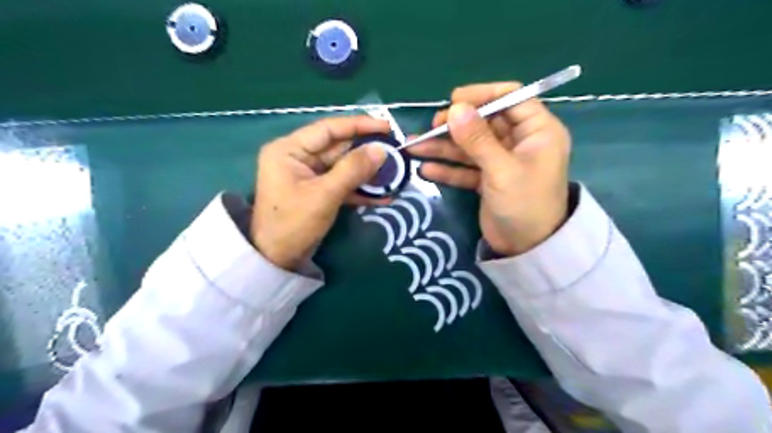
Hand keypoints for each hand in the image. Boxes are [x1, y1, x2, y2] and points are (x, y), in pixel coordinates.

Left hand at [251, 117, 388, 269]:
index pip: (328, 129)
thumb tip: (381, 150)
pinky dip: (361, 190)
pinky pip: (343, 184)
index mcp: (290, 149)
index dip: (359, 125)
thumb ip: (353, 169)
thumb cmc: (293, 224)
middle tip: (396, 153)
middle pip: (339, 148)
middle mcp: (299, 157)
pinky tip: (383, 196)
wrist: (277, 260)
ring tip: (394, 175)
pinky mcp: (319, 192)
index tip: (386, 127)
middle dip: (367, 152)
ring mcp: (309, 176)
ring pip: (344, 167)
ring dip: (368, 173)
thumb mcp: (324, 195)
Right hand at [406, 83, 569, 254]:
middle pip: (485, 122)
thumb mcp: (501, 170)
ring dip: (444, 147)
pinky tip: (426, 169)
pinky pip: (466, 168)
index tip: (454, 100)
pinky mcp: (488, 179)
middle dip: (456, 125)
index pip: (512, 98)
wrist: (527, 249)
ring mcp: (502, 161)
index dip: (483, 95)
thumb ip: (477, 139)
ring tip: (414, 147)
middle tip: (431, 127)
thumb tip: (455, 108)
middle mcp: (520, 142)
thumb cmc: (524, 205)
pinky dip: (448, 169)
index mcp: (537, 131)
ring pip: (470, 146)